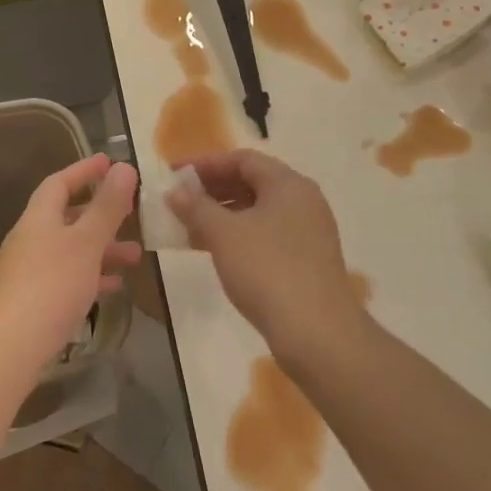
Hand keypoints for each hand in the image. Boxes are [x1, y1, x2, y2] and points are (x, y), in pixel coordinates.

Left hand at [0, 154, 140, 367]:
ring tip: (135, 256)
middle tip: (131, 212)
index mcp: (39, 218)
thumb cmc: (51, 284)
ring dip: (102, 248)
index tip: (110, 162)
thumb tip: (124, 167)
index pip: (59, 182)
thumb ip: (107, 207)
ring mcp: (30, 270)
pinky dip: (91, 275)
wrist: (11, 344)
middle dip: (100, 213)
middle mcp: (31, 238)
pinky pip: (68, 277)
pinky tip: (113, 286)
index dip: (84, 170)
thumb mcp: (86, 242)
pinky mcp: (35, 298)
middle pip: (66, 216)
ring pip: (71, 249)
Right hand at [167, 150, 367, 363]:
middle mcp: (302, 201)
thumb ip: (195, 207)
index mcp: (288, 184)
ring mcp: (307, 232)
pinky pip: (265, 234)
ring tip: (188, 226)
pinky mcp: (305, 259)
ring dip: (221, 214)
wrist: (316, 331)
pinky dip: (237, 235)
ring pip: (257, 211)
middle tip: (178, 200)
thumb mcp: (223, 234)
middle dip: (211, 189)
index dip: (205, 164)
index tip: (174, 174)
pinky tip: (212, 250)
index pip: (242, 159)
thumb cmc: (266, 270)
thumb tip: (174, 191)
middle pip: (251, 182)